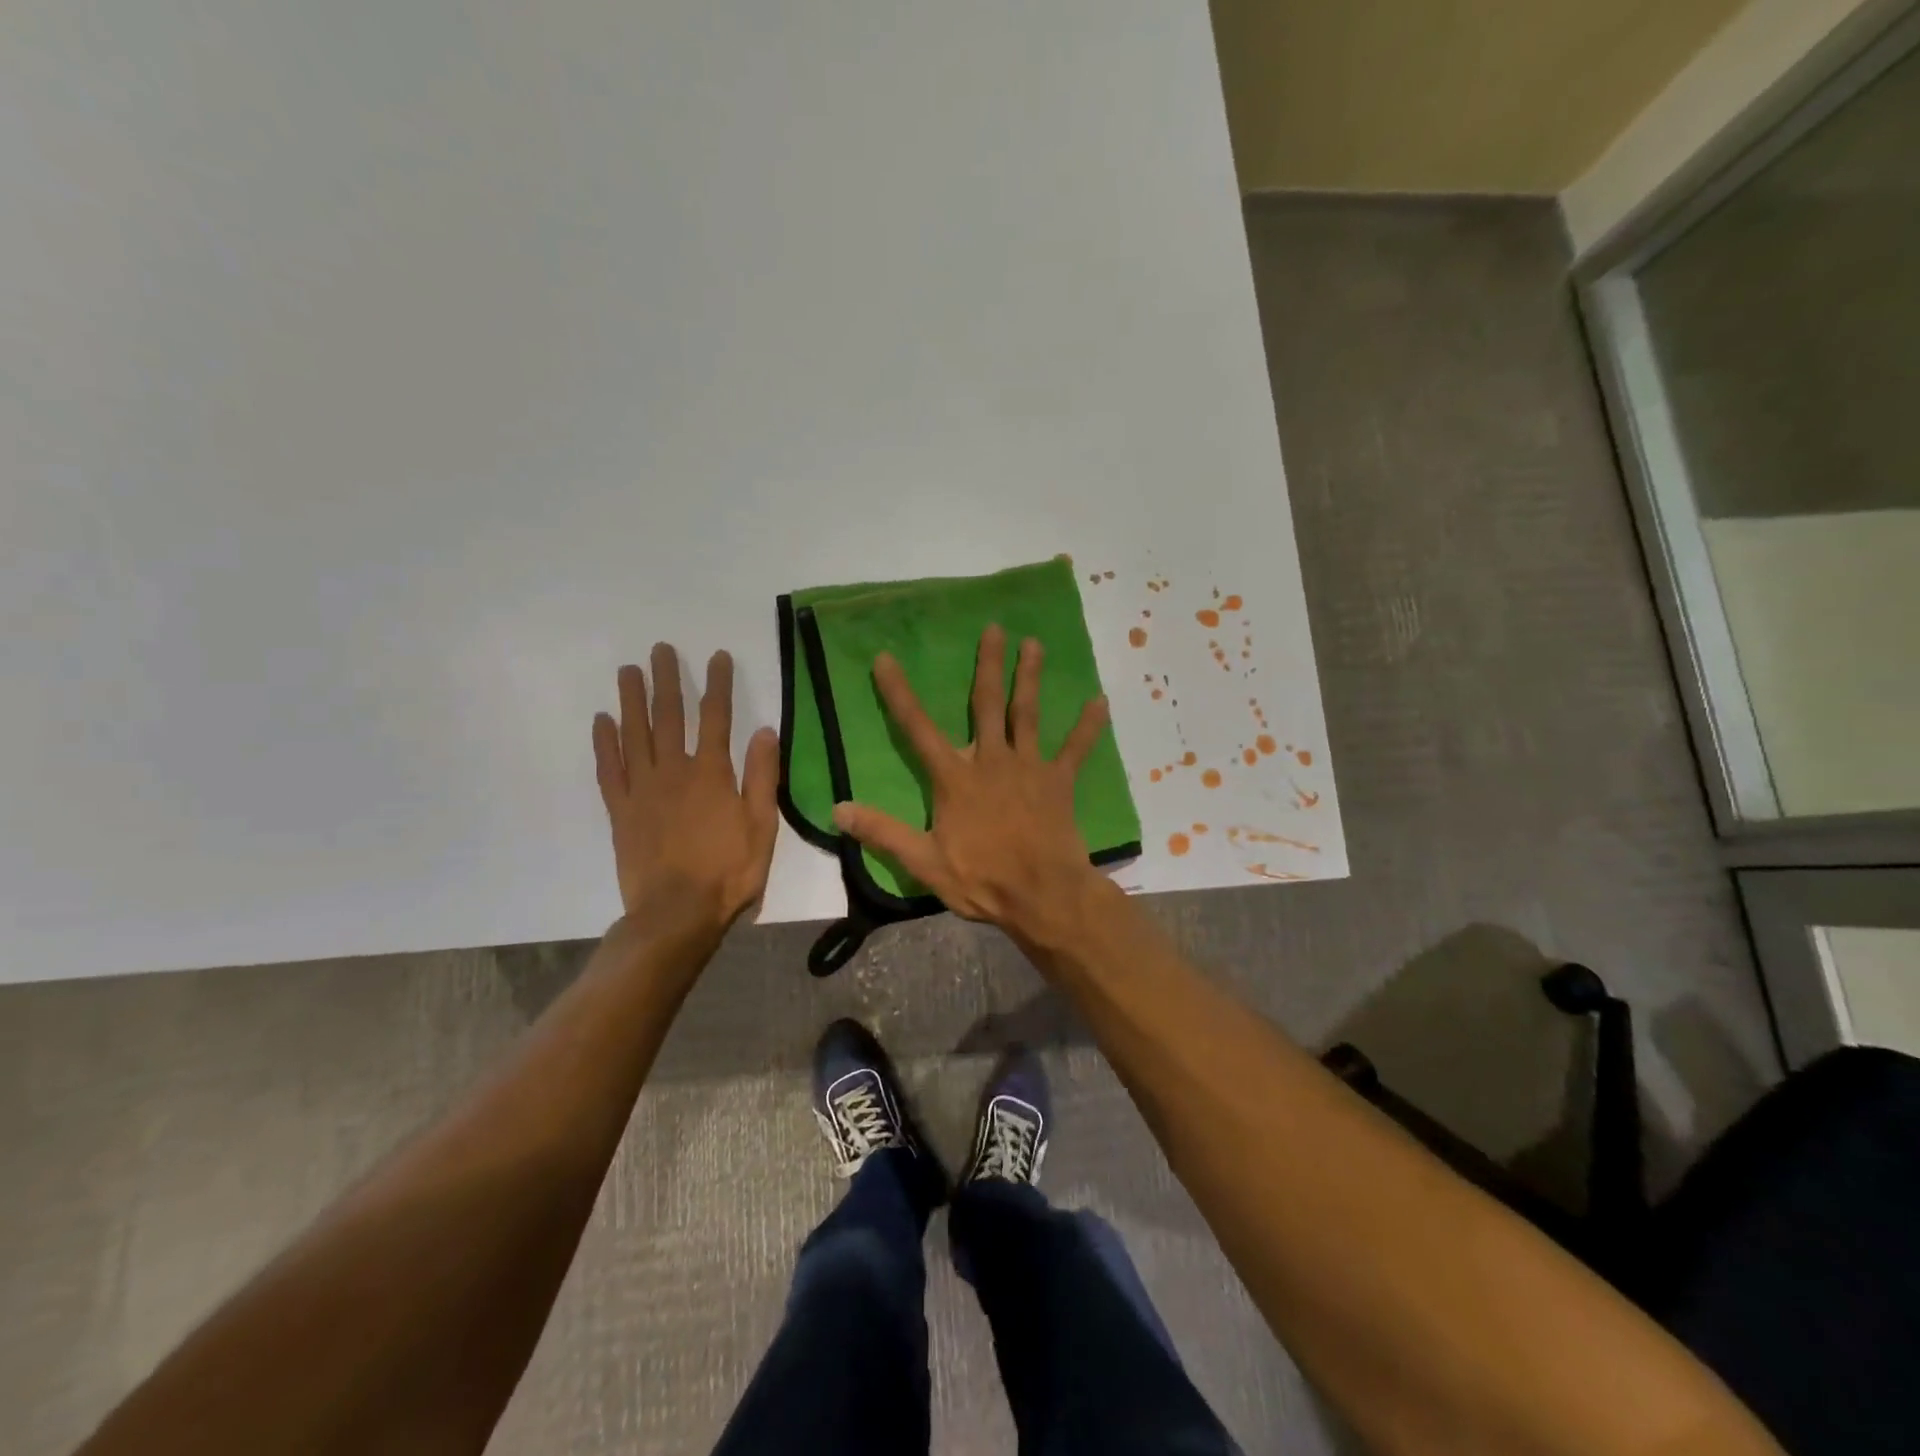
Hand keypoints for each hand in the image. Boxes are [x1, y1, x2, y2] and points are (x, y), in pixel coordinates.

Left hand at [592, 644, 779, 938]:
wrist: (677, 913)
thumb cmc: (729, 872)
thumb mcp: (762, 826)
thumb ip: (761, 777)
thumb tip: (764, 730)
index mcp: (712, 774)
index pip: (716, 717)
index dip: (717, 684)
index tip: (717, 656)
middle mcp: (674, 772)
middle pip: (669, 716)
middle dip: (667, 680)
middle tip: (660, 649)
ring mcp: (642, 790)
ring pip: (635, 735)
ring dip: (632, 700)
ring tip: (628, 670)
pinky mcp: (621, 810)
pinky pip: (608, 769)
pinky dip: (604, 743)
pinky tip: (602, 720)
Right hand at [831, 624, 1110, 948]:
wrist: (1042, 895)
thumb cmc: (982, 879)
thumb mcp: (923, 862)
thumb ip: (883, 832)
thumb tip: (838, 809)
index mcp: (955, 778)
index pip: (918, 729)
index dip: (899, 693)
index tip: (886, 658)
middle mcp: (991, 760)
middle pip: (986, 705)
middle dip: (988, 665)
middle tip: (994, 628)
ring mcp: (1029, 767)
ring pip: (1027, 714)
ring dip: (1030, 678)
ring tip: (1034, 643)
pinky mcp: (1058, 782)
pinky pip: (1075, 749)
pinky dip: (1088, 727)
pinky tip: (1099, 701)